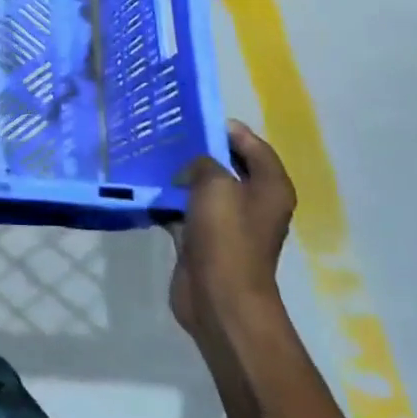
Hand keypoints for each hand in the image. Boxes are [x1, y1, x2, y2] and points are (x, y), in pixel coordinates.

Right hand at [168, 120, 296, 345]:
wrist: (219, 298)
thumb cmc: (226, 236)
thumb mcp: (215, 184)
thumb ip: (204, 163)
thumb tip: (193, 168)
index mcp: (270, 186)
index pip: (253, 145)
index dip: (227, 129)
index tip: (194, 119)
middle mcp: (254, 202)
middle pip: (226, 166)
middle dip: (199, 152)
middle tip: (167, 136)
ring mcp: (228, 223)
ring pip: (203, 189)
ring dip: (180, 178)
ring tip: (152, 158)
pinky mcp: (204, 241)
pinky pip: (185, 212)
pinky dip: (169, 203)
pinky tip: (146, 191)